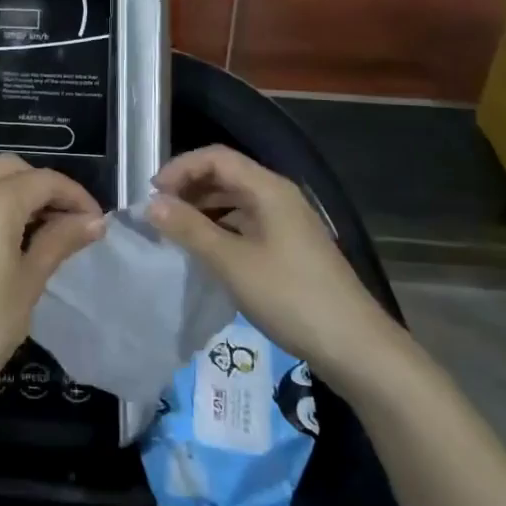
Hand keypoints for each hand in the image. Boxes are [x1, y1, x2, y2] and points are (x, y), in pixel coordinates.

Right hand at [147, 145, 403, 376]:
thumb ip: (190, 229)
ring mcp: (288, 221)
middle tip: (159, 214)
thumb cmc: (290, 297)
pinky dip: (220, 228)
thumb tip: (151, 204)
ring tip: (175, 232)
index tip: (152, 195)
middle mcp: (279, 195)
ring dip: (203, 208)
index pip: (216, 157)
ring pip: (235, 199)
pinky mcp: (290, 245)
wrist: (355, 347)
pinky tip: (206, 251)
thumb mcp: (232, 263)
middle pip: (226, 174)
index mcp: (269, 188)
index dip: (180, 168)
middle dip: (188, 187)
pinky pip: (247, 222)